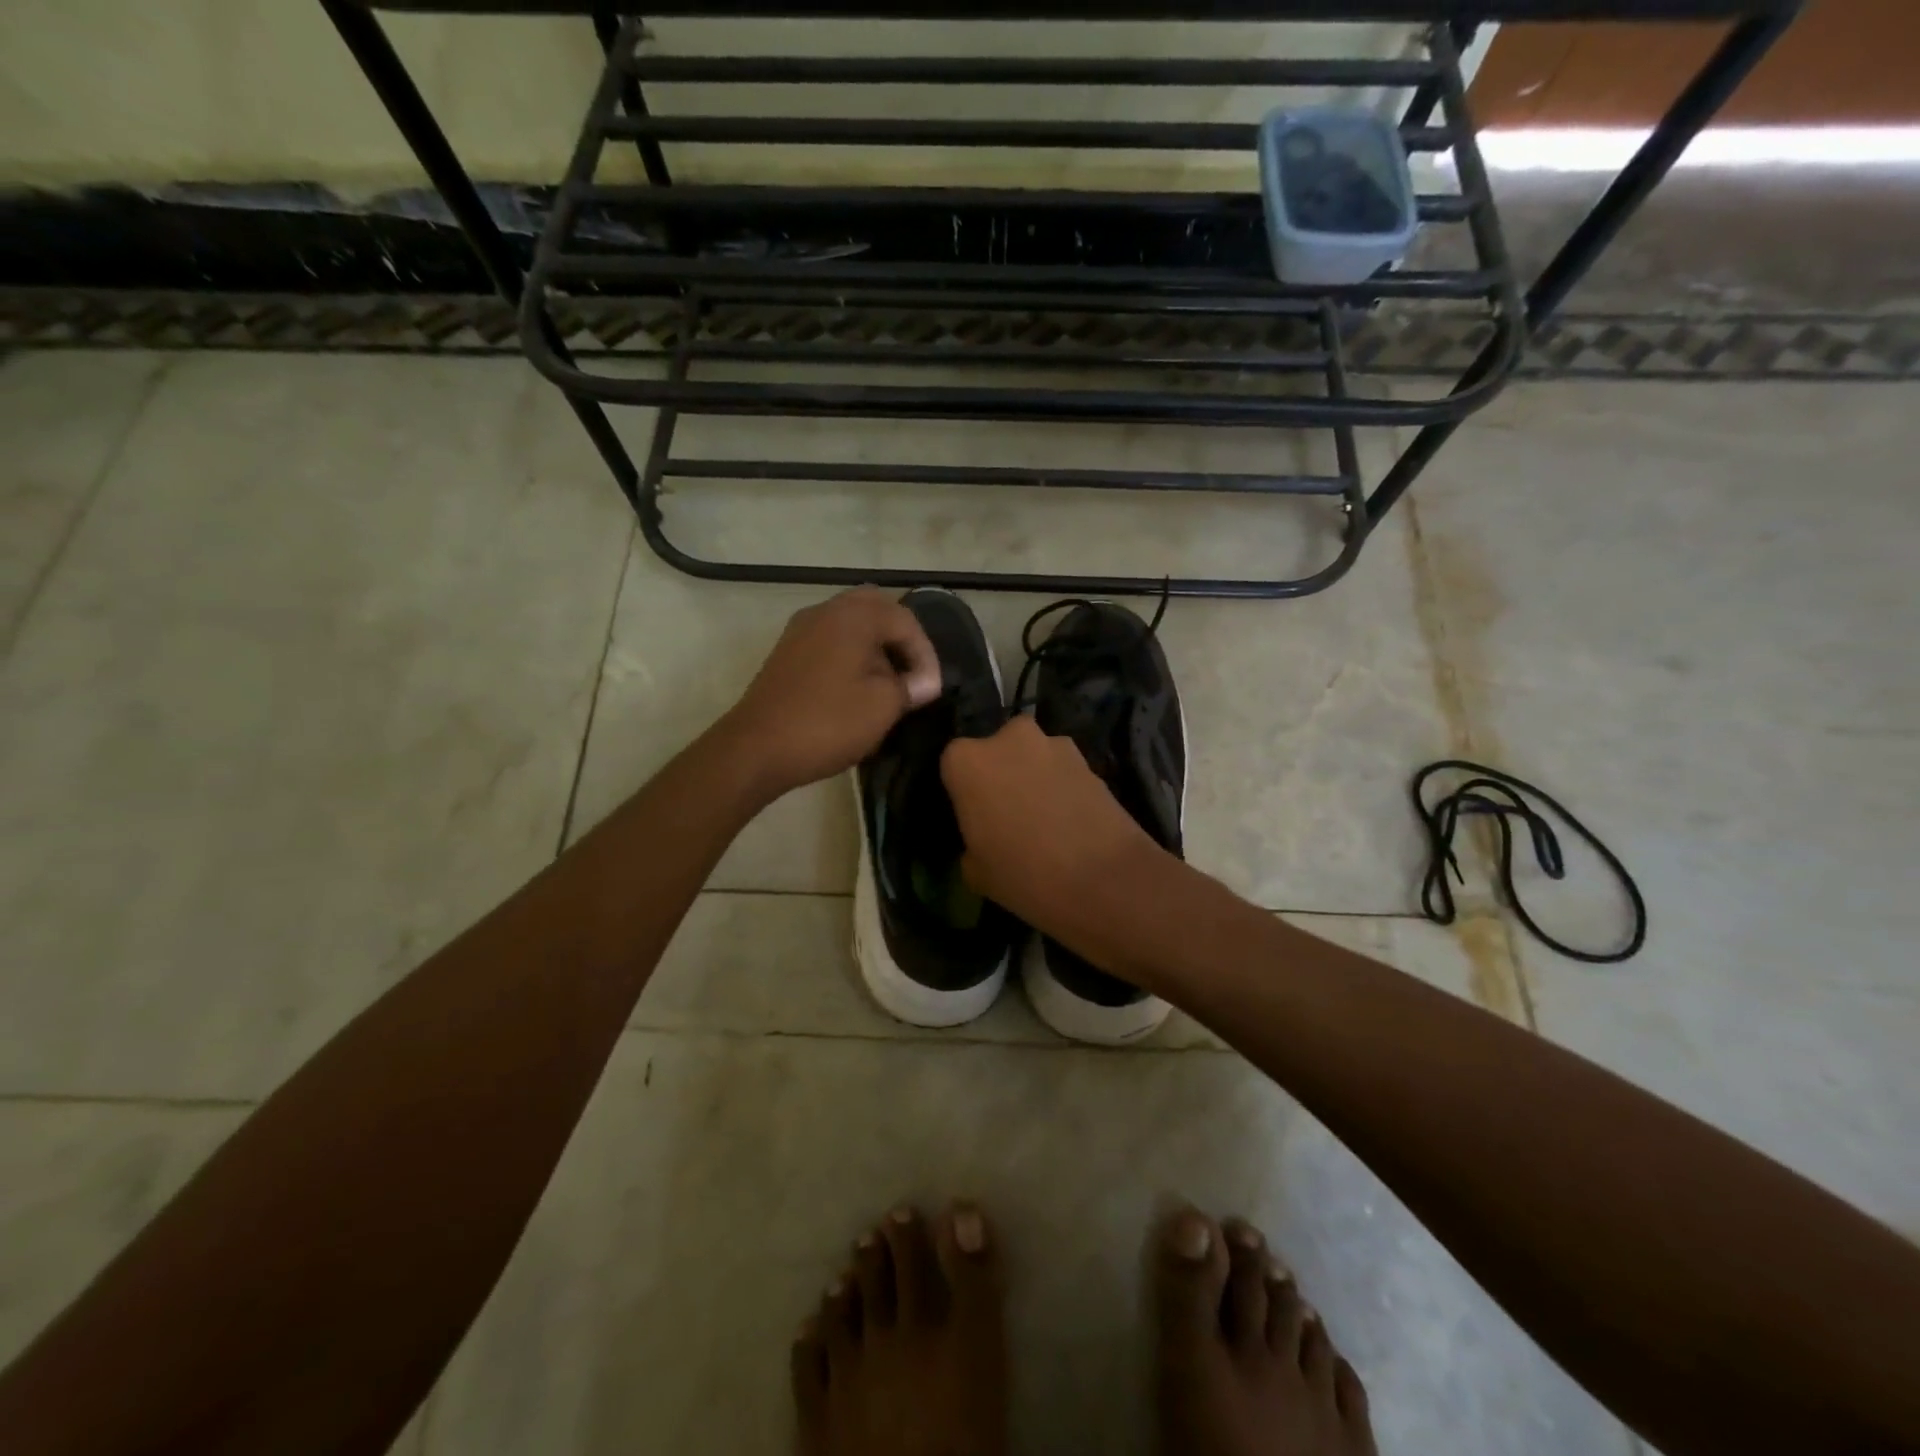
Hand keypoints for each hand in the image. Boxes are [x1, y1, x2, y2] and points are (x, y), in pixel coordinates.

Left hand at [718, 589, 942, 801]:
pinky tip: (857, 688)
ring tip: (889, 684)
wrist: (757, 748)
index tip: (931, 690)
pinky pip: (830, 640)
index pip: (904, 619)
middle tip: (913, 673)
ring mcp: (801, 630)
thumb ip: (910, 686)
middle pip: (875, 610)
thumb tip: (923, 682)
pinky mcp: (787, 653)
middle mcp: (825, 611)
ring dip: (875, 647)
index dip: (925, 654)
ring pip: (850, 624)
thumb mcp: (883, 706)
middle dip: (900, 639)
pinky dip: (851, 655)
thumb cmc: (828, 722)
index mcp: (853, 616)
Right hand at [940, 717, 1170, 955]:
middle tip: (1007, 814)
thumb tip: (983, 837)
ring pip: (1033, 757)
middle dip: (1001, 774)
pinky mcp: (1089, 758)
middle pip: (996, 751)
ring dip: (1034, 778)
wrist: (1104, 880)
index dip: (963, 791)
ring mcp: (1053, 744)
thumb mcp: (975, 871)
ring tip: (1044, 819)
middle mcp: (1007, 738)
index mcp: (966, 760)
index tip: (972, 817)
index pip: (953, 765)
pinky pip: (1062, 770)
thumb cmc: (1024, 875)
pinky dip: (1062, 787)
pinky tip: (1069, 820)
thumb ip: (970, 840)